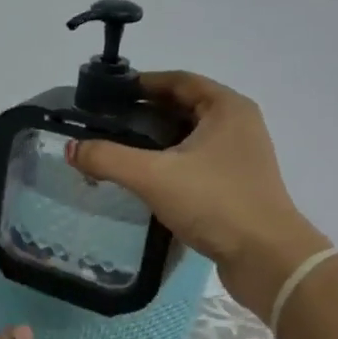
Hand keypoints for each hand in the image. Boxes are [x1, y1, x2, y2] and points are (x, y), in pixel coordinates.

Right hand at [66, 72, 330, 316]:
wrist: (266, 258)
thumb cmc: (215, 203)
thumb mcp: (153, 176)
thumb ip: (108, 158)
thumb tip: (72, 148)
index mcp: (226, 108)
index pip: (178, 80)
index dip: (142, 83)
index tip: (108, 94)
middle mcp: (237, 125)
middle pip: (183, 106)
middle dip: (144, 112)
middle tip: (106, 122)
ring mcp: (239, 156)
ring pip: (188, 136)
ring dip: (154, 139)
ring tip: (117, 149)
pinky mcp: (235, 184)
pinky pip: (194, 161)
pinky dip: (168, 161)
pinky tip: (143, 178)